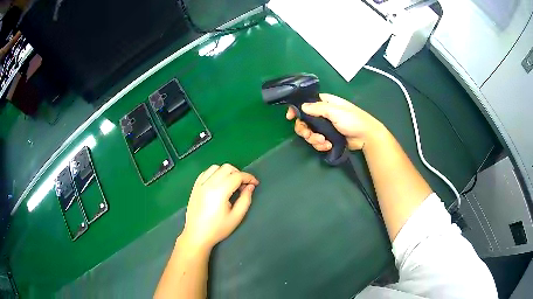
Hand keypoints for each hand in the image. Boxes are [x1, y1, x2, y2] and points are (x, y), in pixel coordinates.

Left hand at [181, 164, 258, 250]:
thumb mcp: (236, 217)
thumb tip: (250, 186)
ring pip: (216, 167)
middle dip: (238, 173)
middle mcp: (208, 183)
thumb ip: (245, 199)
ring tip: (231, 184)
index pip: (237, 176)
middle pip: (227, 168)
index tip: (255, 183)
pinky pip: (206, 172)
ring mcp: (200, 184)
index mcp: (220, 191)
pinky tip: (218, 183)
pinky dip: (214, 173)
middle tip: (243, 186)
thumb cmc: (218, 229)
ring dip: (226, 172)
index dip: (249, 177)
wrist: (196, 235)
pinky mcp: (195, 186)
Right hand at [286, 93, 381, 150]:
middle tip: (308, 135)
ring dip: (314, 139)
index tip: (290, 117)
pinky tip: (327, 146)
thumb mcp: (335, 111)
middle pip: (304, 121)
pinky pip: (317, 142)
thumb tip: (302, 107)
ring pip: (310, 133)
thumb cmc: (353, 120)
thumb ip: (318, 108)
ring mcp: (325, 127)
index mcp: (324, 103)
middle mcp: (322, 114)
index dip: (296, 109)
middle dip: (305, 130)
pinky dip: (320, 145)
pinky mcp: (328, 138)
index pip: (306, 103)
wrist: (366, 136)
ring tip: (323, 142)